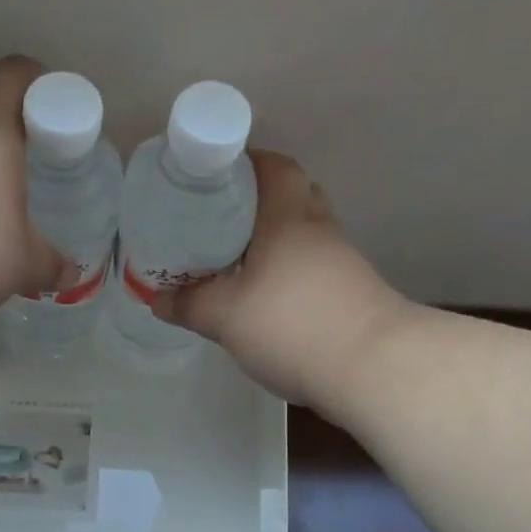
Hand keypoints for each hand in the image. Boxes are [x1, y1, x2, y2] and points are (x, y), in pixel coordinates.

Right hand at [152, 150, 401, 408]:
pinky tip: (264, 296)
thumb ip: (188, 304)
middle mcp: (318, 230)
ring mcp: (340, 262)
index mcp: (288, 218)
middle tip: (218, 220)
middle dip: (256, 201)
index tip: (213, 179)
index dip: (245, 163)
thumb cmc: (293, 325)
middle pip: (292, 195)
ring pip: (303, 234)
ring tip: (235, 260)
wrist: (373, 368)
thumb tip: (157, 298)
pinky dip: (287, 271)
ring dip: (273, 239)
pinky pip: (311, 266)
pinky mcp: (350, 293)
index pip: (274, 167)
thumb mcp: (225, 316)